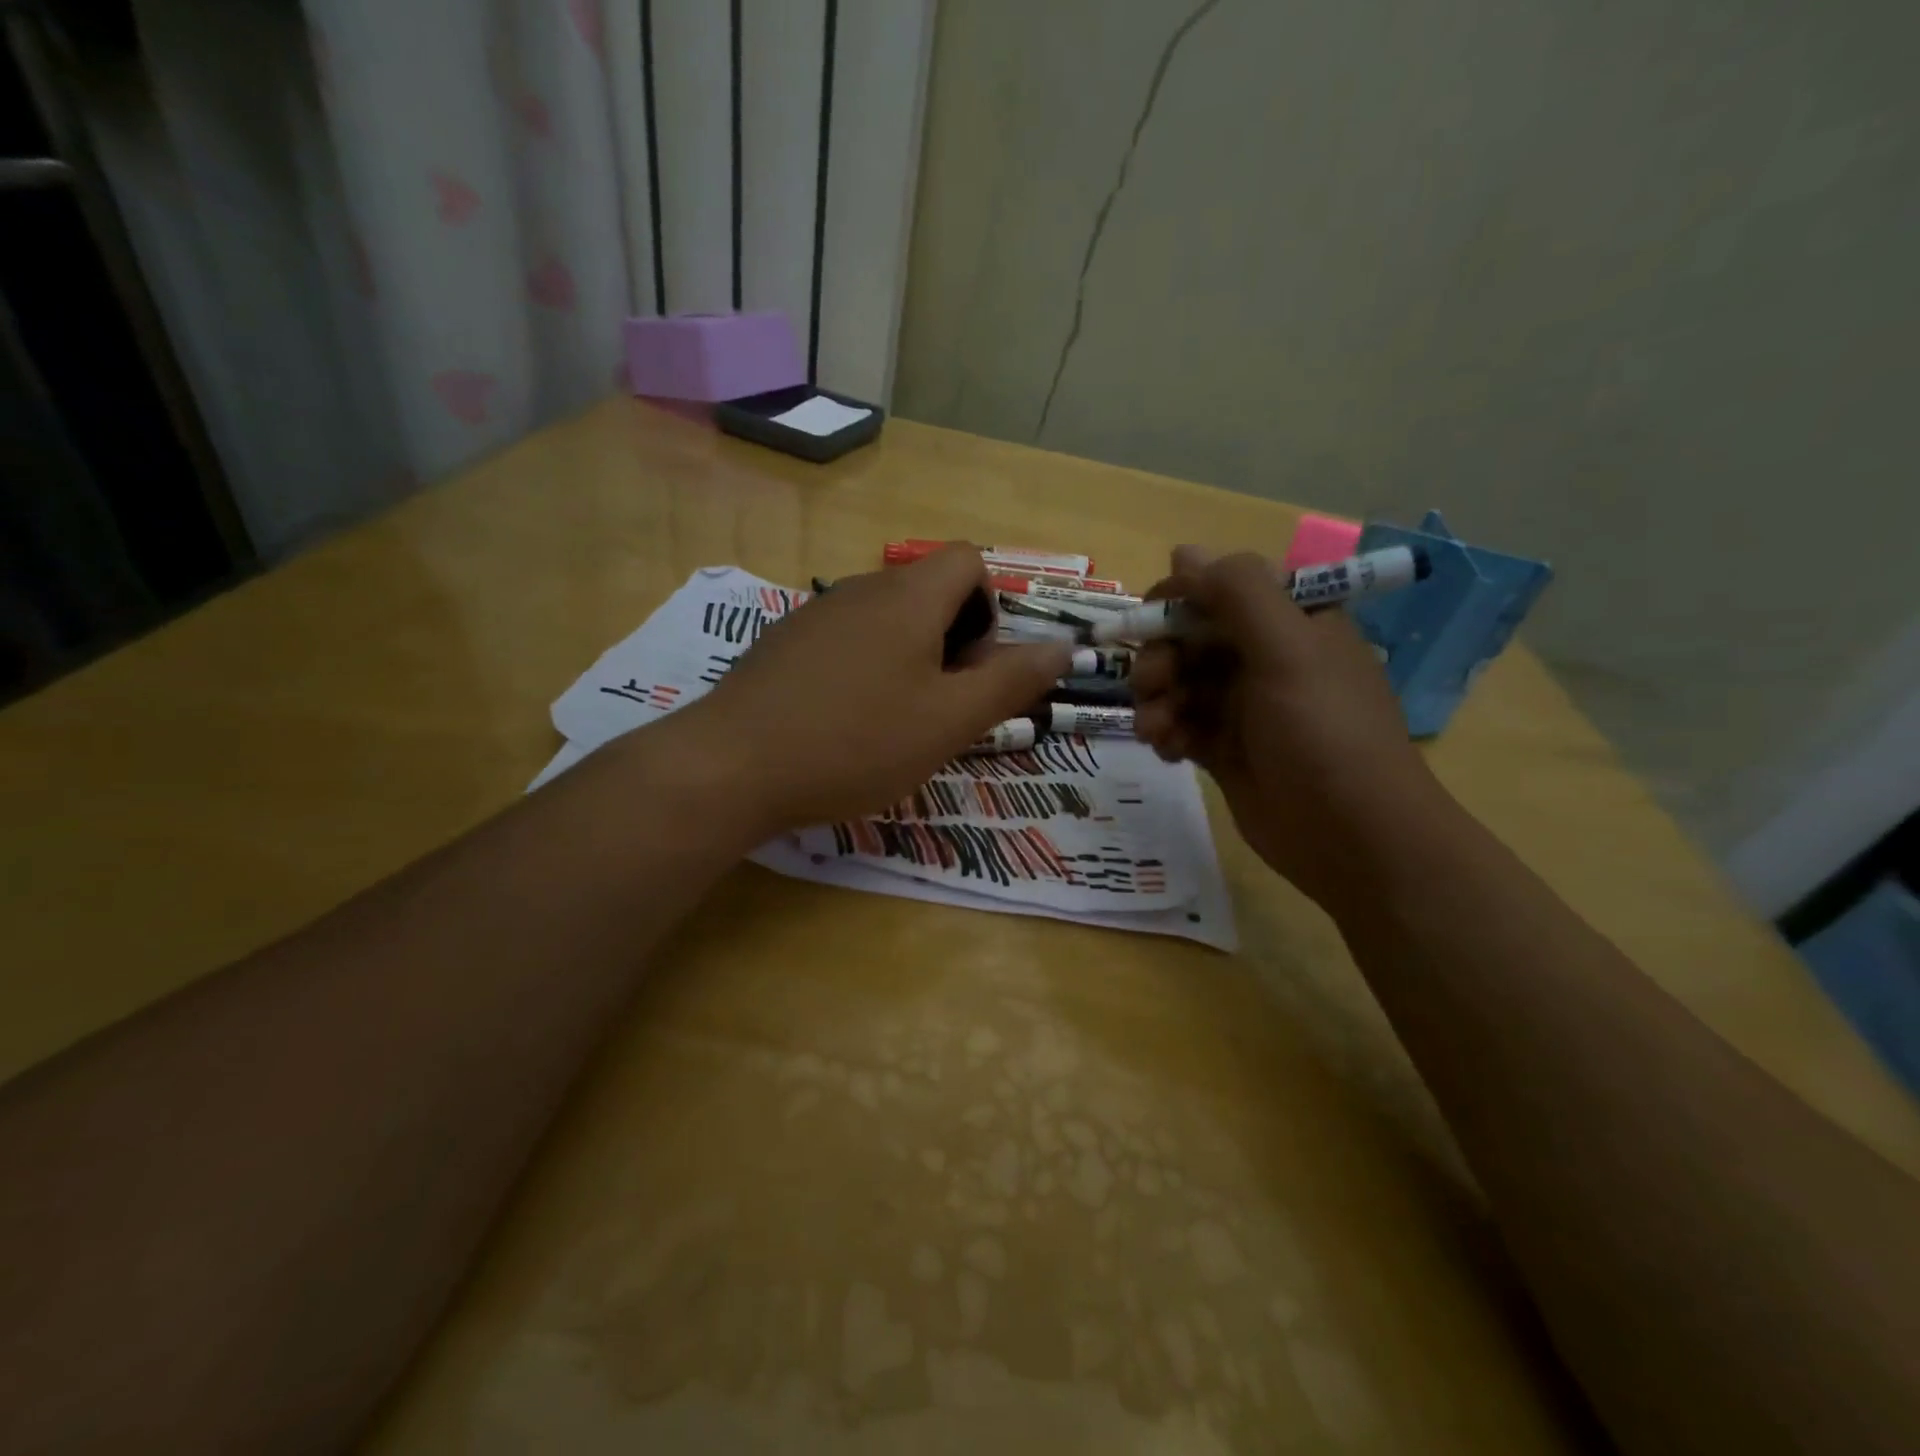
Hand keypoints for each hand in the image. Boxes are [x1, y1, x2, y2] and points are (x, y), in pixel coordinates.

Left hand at [686, 546, 1071, 832]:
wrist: (732, 766)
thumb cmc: (856, 743)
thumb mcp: (949, 721)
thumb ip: (1010, 681)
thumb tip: (1062, 647)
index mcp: (908, 597)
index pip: (969, 560)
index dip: (989, 608)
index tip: (973, 668)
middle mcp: (861, 589)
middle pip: (929, 590)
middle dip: (953, 641)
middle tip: (939, 706)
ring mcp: (815, 614)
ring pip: (887, 619)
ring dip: (910, 660)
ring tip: (894, 722)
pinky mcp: (784, 644)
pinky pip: (847, 640)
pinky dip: (866, 669)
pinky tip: (845, 723)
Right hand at [1131, 547, 1448, 911]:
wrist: (1351, 838)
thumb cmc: (1324, 734)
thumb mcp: (1287, 651)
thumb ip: (1238, 593)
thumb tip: (1183, 552)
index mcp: (1293, 622)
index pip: (1223, 589)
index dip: (1180, 601)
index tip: (1147, 622)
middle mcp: (1268, 657)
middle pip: (1192, 637)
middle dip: (1162, 658)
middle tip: (1150, 685)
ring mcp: (1245, 705)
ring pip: (1179, 682)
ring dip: (1157, 700)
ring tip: (1157, 730)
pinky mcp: (1226, 748)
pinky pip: (1181, 724)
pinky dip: (1166, 732)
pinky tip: (1168, 751)